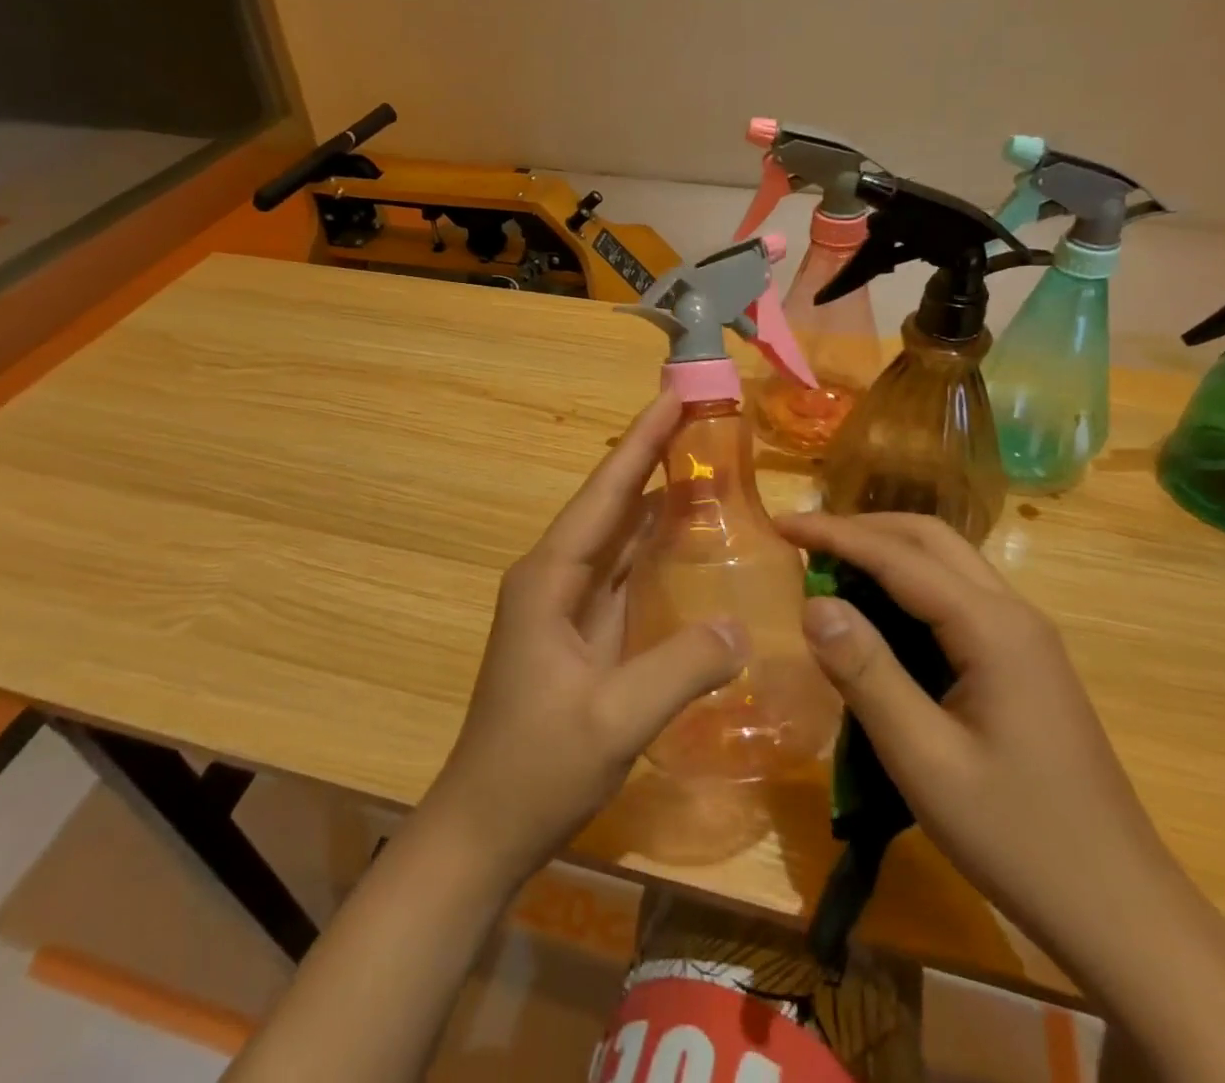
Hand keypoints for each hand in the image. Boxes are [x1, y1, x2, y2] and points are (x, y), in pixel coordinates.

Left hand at [421, 391, 746, 888]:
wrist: (484, 828)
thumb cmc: (535, 768)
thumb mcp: (613, 721)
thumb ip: (680, 669)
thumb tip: (741, 625)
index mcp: (550, 578)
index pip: (605, 493)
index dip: (642, 442)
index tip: (674, 395)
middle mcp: (555, 576)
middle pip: (611, 503)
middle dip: (653, 457)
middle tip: (703, 419)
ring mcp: (566, 604)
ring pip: (618, 535)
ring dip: (657, 498)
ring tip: (705, 463)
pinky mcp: (580, 631)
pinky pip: (624, 572)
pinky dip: (656, 546)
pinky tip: (689, 539)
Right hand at [773, 510, 1188, 968]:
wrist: (1122, 911)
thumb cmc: (1018, 838)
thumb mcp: (925, 760)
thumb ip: (866, 674)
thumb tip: (813, 603)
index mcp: (993, 628)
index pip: (899, 557)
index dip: (835, 534)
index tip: (780, 524)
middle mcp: (1014, 614)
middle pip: (930, 540)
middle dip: (862, 529)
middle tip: (803, 542)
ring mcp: (1026, 638)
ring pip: (948, 564)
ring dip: (886, 554)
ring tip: (829, 570)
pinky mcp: (1024, 663)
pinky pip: (958, 598)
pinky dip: (908, 587)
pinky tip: (879, 617)